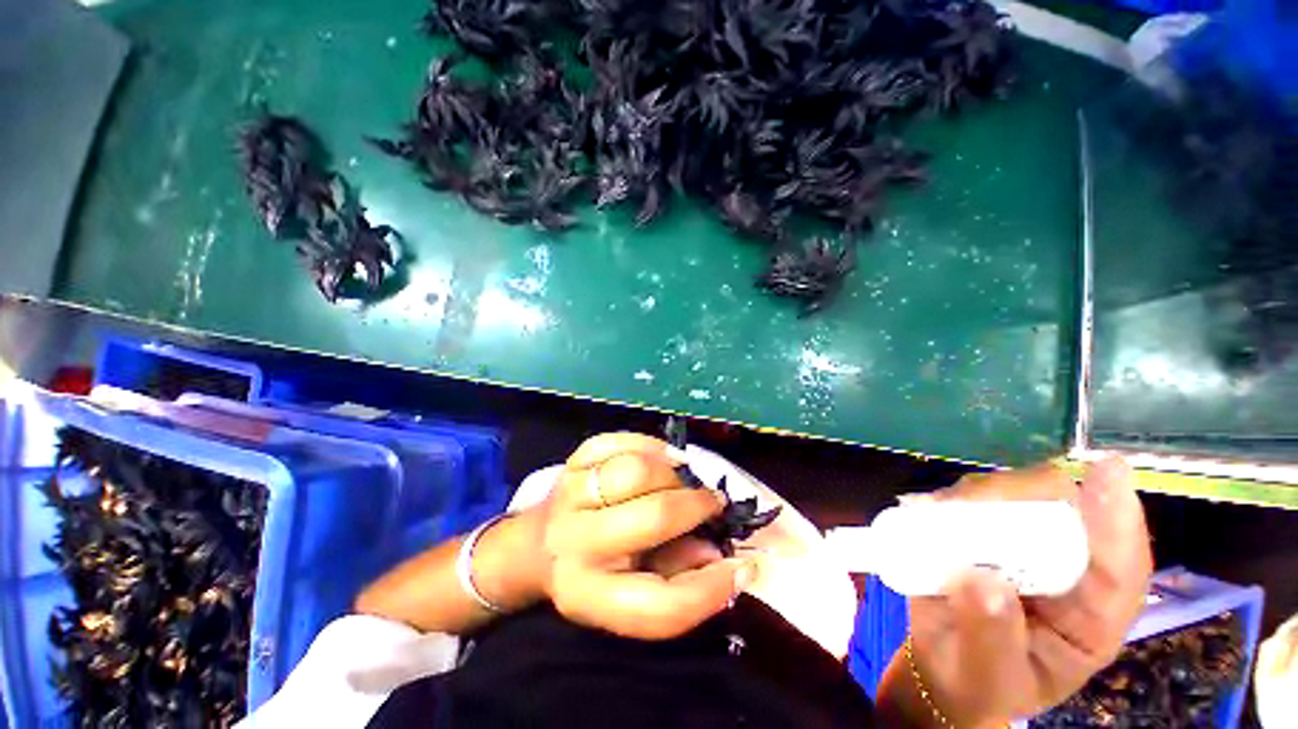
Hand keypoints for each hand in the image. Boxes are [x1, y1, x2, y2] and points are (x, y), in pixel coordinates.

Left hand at [534, 433, 757, 639]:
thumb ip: (679, 579)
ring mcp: (571, 493)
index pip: (660, 607)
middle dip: (696, 506)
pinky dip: (649, 445)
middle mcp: (576, 542)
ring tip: (682, 479)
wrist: (537, 544)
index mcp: (590, 594)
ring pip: (637, 470)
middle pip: (654, 517)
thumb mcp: (629, 594)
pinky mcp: (573, 460)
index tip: (743, 565)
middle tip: (712, 502)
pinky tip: (660, 459)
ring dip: (673, 473)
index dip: (711, 590)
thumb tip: (722, 554)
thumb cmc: (592, 572)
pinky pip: (620, 441)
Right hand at [903, 459, 1151, 725]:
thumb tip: (981, 579)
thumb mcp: (988, 678)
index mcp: (1089, 617)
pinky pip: (969, 502)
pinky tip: (924, 509)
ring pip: (1013, 497)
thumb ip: (990, 637)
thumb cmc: (978, 681)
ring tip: (935, 513)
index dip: (1118, 521)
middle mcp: (1063, 571)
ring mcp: (1020, 547)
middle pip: (1063, 511)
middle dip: (1022, 497)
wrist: (942, 666)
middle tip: (968, 505)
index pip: (1119, 569)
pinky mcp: (980, 533)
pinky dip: (946, 500)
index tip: (1108, 471)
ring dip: (976, 497)